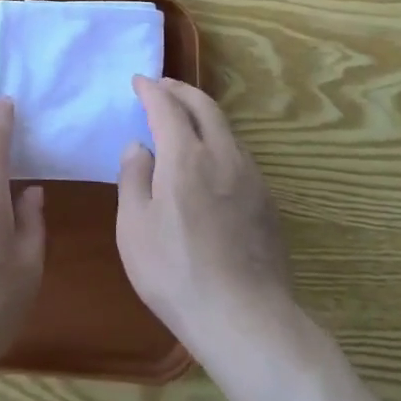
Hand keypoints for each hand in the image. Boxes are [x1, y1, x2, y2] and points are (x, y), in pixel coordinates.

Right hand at [117, 77, 293, 363]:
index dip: (151, 90)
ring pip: (226, 128)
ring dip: (203, 113)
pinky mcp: (266, 201)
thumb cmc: (176, 273)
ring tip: (185, 117)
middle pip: (204, 106)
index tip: (139, 81)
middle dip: (181, 90)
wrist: (246, 319)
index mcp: (186, 157)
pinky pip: (238, 153)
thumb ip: (133, 178)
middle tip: (163, 86)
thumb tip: (139, 146)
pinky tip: (210, 160)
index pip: (167, 107)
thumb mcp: (134, 228)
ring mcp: (250, 177)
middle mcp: (222, 155)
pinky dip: (219, 139)